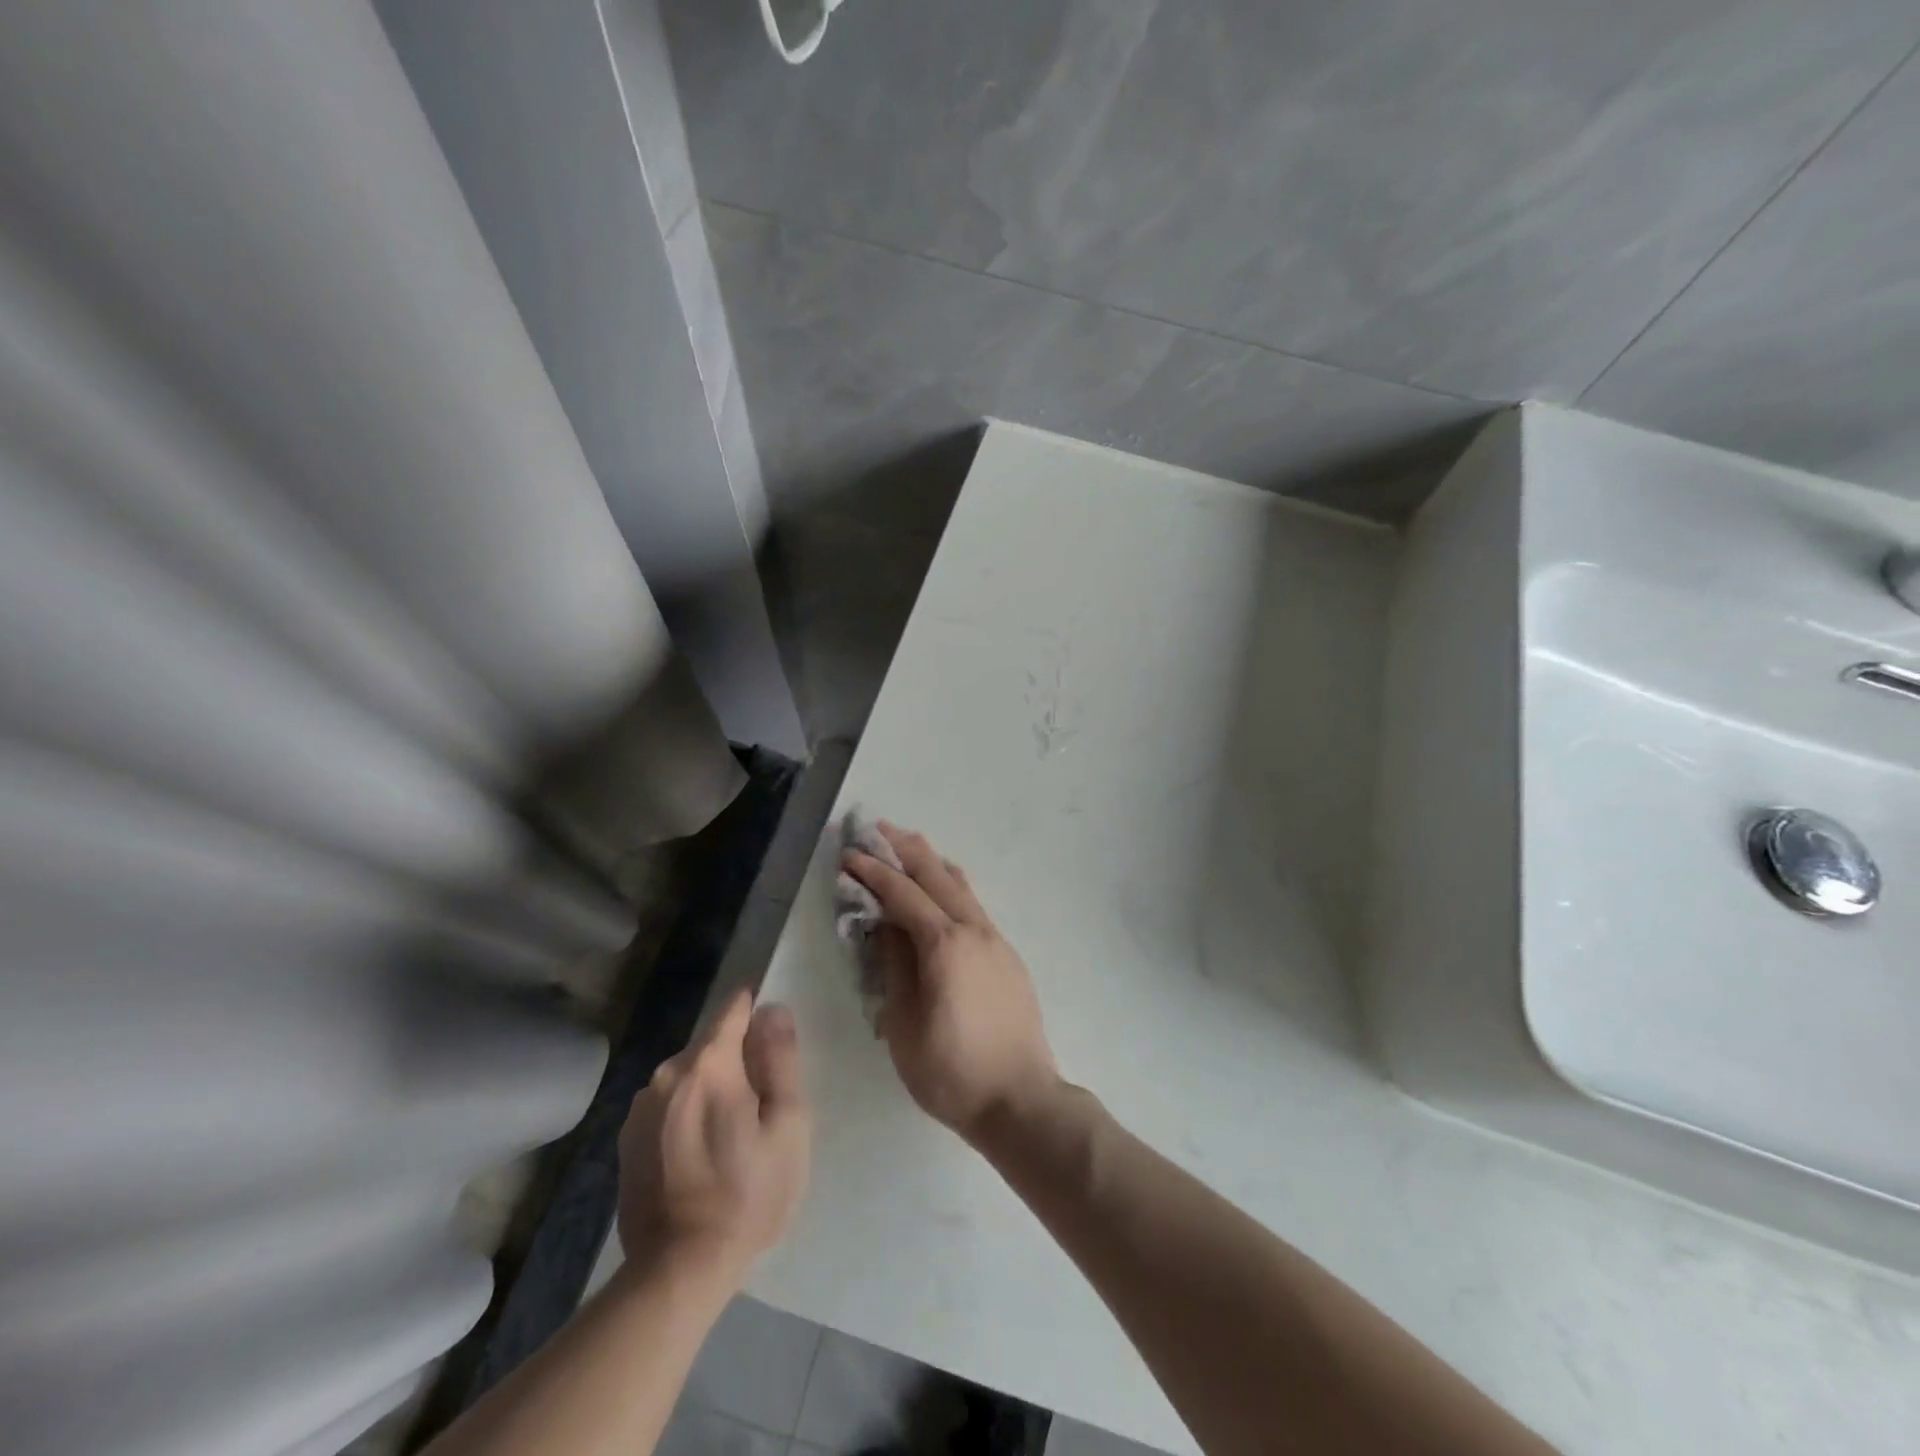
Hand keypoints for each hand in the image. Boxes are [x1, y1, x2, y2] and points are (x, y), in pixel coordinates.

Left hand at [616, 991, 810, 1283]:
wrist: (678, 1271)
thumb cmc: (747, 1194)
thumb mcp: (787, 1125)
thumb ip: (781, 1059)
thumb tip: (772, 1009)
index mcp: (707, 1064)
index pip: (733, 1009)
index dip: (756, 1010)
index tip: (773, 1035)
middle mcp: (666, 1074)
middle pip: (711, 1044)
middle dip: (737, 1059)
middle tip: (761, 1104)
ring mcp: (640, 1108)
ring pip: (688, 1075)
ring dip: (710, 1087)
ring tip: (731, 1133)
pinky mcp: (627, 1140)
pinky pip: (668, 1105)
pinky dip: (686, 1113)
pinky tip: (700, 1153)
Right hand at [843, 825, 1059, 1142]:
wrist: (1021, 1099)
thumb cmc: (951, 1071)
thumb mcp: (903, 1024)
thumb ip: (894, 967)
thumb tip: (885, 926)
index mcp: (944, 944)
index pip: (902, 895)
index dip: (873, 873)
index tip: (849, 854)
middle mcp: (973, 930)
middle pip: (936, 876)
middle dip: (905, 849)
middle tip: (879, 827)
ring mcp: (996, 940)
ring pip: (961, 886)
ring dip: (933, 862)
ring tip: (910, 844)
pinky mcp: (1007, 956)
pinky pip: (974, 906)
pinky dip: (952, 887)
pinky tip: (944, 890)